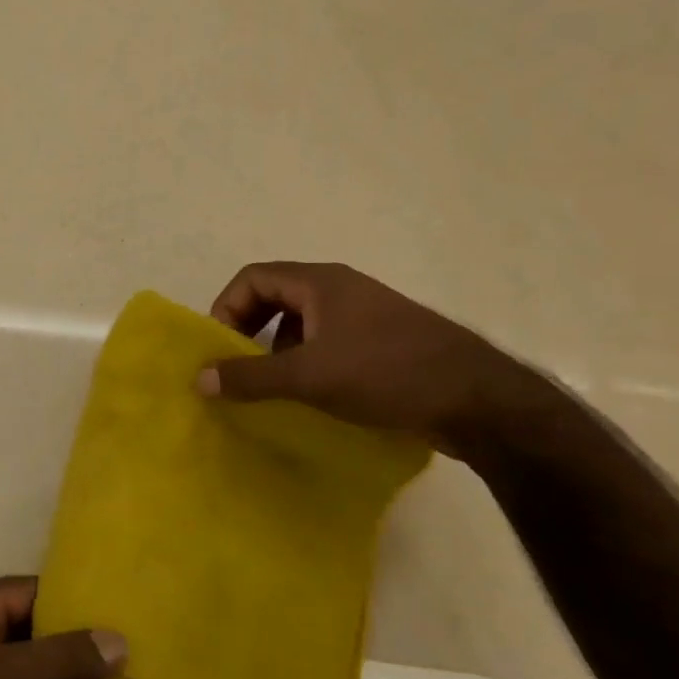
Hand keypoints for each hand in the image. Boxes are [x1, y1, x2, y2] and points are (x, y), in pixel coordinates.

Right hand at [196, 261, 545, 452]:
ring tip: (274, 386)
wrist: (479, 400)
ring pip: (303, 322)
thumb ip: (251, 376)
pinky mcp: (382, 342)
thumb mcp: (309, 376)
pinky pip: (328, 341)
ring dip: (278, 349)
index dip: (227, 308)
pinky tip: (314, 395)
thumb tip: (199, 379)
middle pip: (275, 296)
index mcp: (320, 281)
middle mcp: (340, 288)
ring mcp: (364, 314)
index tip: (221, 349)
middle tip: (240, 367)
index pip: (253, 278)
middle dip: (250, 329)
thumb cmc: (386, 373)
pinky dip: (308, 361)